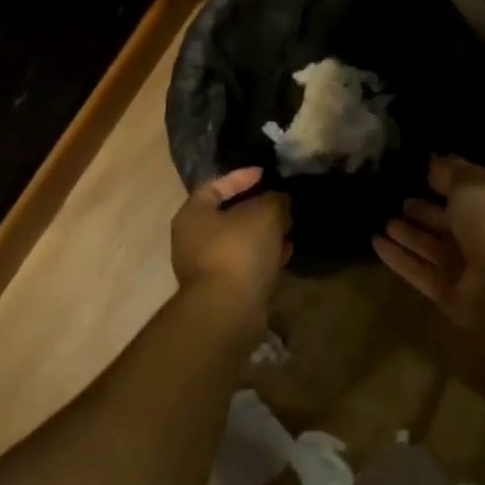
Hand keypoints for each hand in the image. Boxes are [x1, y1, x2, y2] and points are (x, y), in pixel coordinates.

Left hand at [171, 167, 291, 320]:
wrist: (228, 310)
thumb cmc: (239, 251)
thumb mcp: (264, 213)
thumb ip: (275, 199)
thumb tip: (280, 199)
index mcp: (193, 214)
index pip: (215, 185)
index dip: (241, 176)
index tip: (265, 174)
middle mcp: (193, 239)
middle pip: (229, 214)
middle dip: (258, 207)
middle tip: (283, 203)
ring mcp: (207, 266)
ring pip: (240, 240)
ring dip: (264, 233)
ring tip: (290, 227)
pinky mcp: (223, 289)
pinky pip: (245, 263)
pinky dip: (264, 256)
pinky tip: (286, 253)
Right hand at [373, 154, 484, 330]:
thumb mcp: (473, 187)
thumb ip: (452, 172)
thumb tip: (435, 161)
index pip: (464, 193)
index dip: (444, 182)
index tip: (419, 172)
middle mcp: (475, 237)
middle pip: (444, 221)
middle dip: (423, 211)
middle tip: (399, 199)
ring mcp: (460, 267)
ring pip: (428, 246)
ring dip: (408, 234)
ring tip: (384, 221)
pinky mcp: (443, 292)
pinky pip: (415, 270)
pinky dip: (396, 258)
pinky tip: (375, 243)